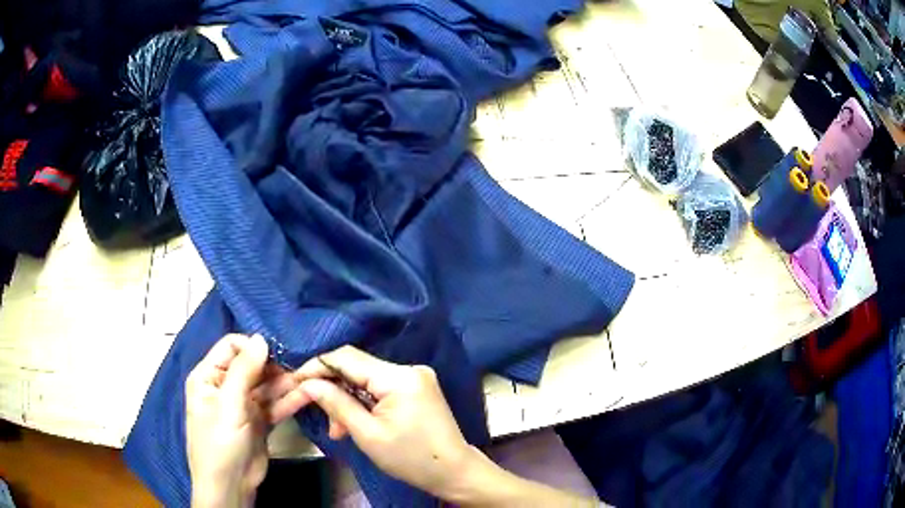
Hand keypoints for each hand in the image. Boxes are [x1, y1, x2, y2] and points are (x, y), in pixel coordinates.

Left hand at [185, 334, 290, 507]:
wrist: (230, 486)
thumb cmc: (220, 442)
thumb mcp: (229, 404)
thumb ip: (244, 370)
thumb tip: (261, 338)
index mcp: (208, 376)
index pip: (231, 347)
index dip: (253, 347)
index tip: (278, 352)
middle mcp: (225, 386)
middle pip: (252, 366)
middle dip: (275, 365)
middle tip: (301, 366)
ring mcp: (243, 405)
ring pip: (267, 386)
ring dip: (286, 383)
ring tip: (310, 379)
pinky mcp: (259, 421)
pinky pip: (275, 405)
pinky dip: (289, 401)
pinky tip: (307, 395)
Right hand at [270, 346, 475, 498]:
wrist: (454, 472)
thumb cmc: (411, 459)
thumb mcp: (368, 435)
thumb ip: (336, 404)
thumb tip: (308, 384)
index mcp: (398, 377)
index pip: (346, 357)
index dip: (316, 367)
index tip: (294, 382)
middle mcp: (408, 368)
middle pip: (355, 368)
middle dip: (332, 390)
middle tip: (319, 416)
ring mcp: (414, 377)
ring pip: (365, 380)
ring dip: (347, 401)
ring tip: (339, 430)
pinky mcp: (416, 388)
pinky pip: (379, 388)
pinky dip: (363, 404)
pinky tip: (355, 424)